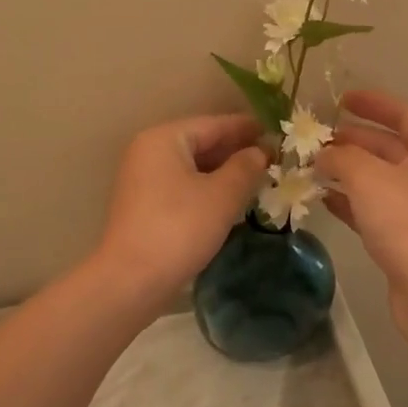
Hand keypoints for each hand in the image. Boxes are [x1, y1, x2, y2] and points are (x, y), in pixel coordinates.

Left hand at [91, 114, 269, 308]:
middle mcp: (149, 151)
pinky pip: (182, 185)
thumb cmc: (179, 228)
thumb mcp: (222, 195)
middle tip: (273, 158)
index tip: (276, 132)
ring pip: (192, 166)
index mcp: (164, 138)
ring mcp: (143, 179)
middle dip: (236, 151)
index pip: (213, 124)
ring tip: (258, 178)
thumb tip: (260, 151)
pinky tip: (230, 200)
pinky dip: (207, 188)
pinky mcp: (144, 205)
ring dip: (223, 172)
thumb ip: (245, 167)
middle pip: (201, 142)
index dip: (247, 128)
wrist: (131, 282)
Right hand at [317, 90, 407, 341]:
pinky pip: (372, 209)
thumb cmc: (407, 222)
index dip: (375, 103)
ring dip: (347, 171)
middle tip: (318, 137)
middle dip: (353, 139)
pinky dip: (349, 201)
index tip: (342, 99)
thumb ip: (340, 157)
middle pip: (389, 147)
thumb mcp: (368, 177)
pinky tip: (322, 199)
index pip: (404, 114)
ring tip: (312, 165)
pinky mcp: (405, 239)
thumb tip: (322, 154)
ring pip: (378, 179)